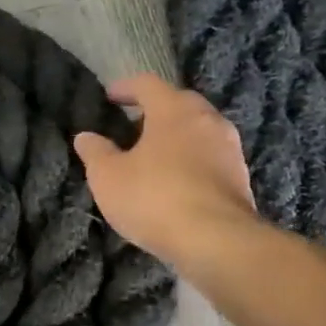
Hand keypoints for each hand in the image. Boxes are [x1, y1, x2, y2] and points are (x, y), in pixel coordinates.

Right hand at [73, 73, 256, 265]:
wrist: (216, 241)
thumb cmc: (155, 199)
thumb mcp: (108, 178)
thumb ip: (95, 153)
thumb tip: (85, 137)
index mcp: (174, 110)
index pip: (148, 84)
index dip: (126, 87)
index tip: (110, 96)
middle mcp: (207, 120)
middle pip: (180, 103)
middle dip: (156, 110)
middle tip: (134, 125)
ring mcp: (230, 149)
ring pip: (199, 131)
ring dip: (177, 137)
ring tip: (155, 155)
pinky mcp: (240, 178)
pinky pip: (211, 158)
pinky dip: (192, 162)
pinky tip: (178, 182)